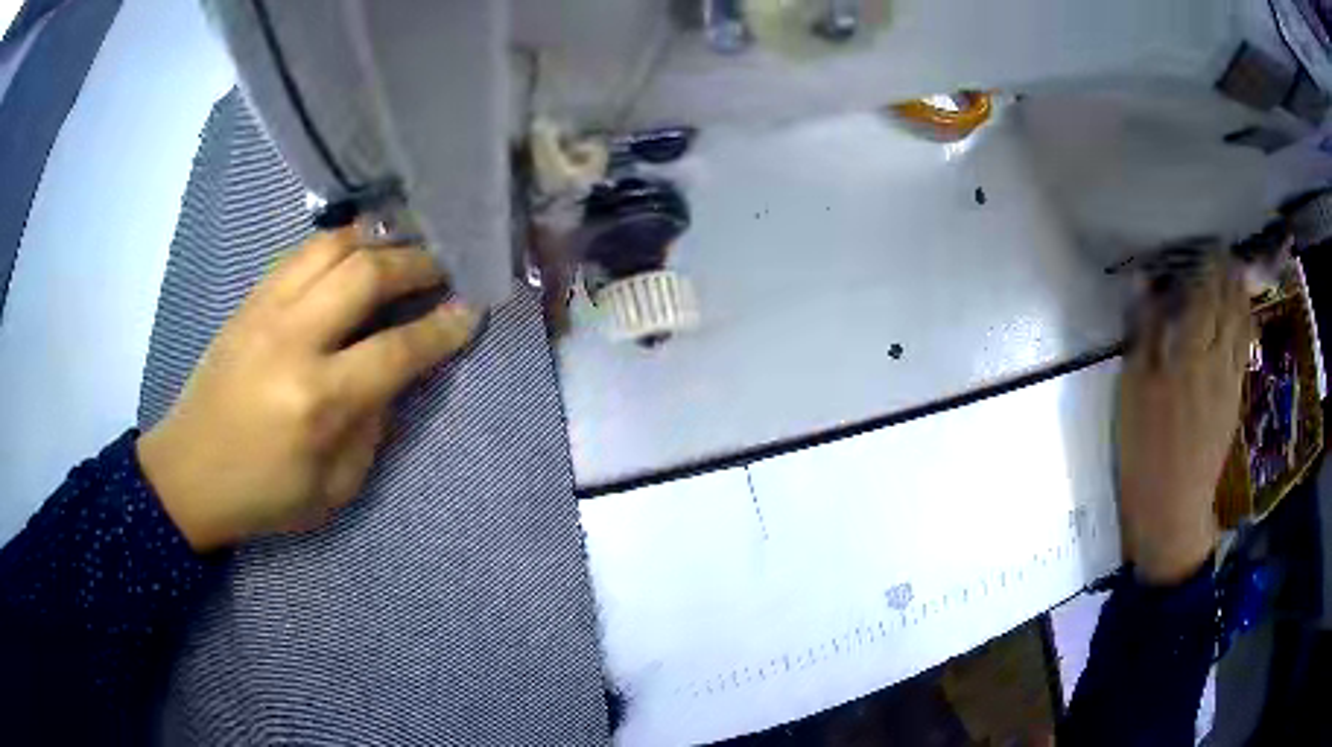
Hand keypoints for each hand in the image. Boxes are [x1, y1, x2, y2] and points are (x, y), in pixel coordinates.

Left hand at [137, 227, 477, 551]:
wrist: (187, 473)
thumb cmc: (263, 495)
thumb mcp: (334, 488)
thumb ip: (373, 428)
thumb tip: (393, 377)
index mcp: (318, 401)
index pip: (397, 350)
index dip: (443, 328)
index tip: (472, 311)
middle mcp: (293, 341)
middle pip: (367, 274)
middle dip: (417, 264)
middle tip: (442, 270)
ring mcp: (266, 312)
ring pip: (333, 247)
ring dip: (378, 242)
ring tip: (402, 252)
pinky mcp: (248, 302)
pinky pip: (301, 254)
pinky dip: (338, 244)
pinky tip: (355, 253)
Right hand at [1117, 257, 1249, 583]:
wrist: (1172, 507)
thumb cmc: (1145, 448)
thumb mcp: (1133, 390)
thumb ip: (1143, 330)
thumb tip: (1143, 280)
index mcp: (1189, 350)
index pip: (1206, 291)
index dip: (1209, 264)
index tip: (1208, 242)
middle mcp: (1217, 356)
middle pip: (1229, 303)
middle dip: (1229, 274)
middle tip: (1226, 252)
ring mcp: (1230, 378)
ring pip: (1242, 324)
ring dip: (1241, 295)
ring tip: (1238, 273)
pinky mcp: (1234, 399)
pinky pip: (1245, 350)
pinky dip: (1245, 325)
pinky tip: (1243, 316)